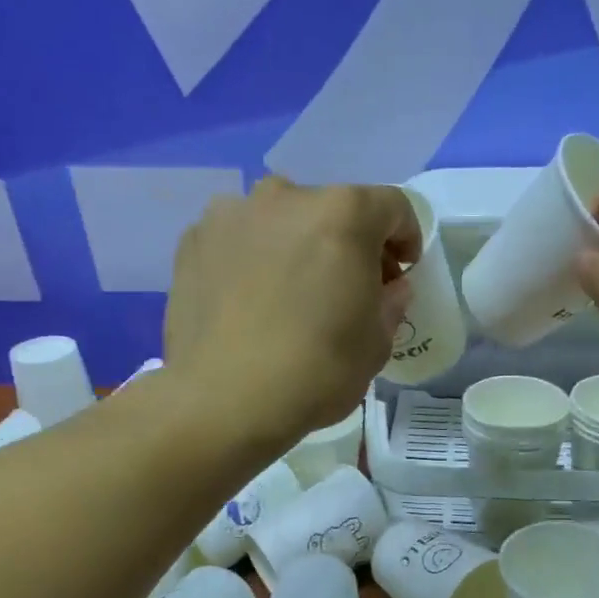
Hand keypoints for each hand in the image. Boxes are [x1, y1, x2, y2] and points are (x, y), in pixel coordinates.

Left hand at [163, 176, 420, 450]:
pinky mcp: (193, 241)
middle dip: (348, 243)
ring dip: (296, 246)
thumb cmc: (316, 371)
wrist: (223, 400)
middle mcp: (285, 197)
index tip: (401, 272)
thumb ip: (390, 303)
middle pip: (332, 209)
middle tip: (347, 289)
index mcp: (342, 214)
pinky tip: (249, 303)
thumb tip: (387, 288)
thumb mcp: (376, 344)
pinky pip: (239, 240)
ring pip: (280, 221)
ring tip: (291, 294)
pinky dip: (252, 260)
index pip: (392, 207)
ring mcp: (232, 215)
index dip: (406, 237)